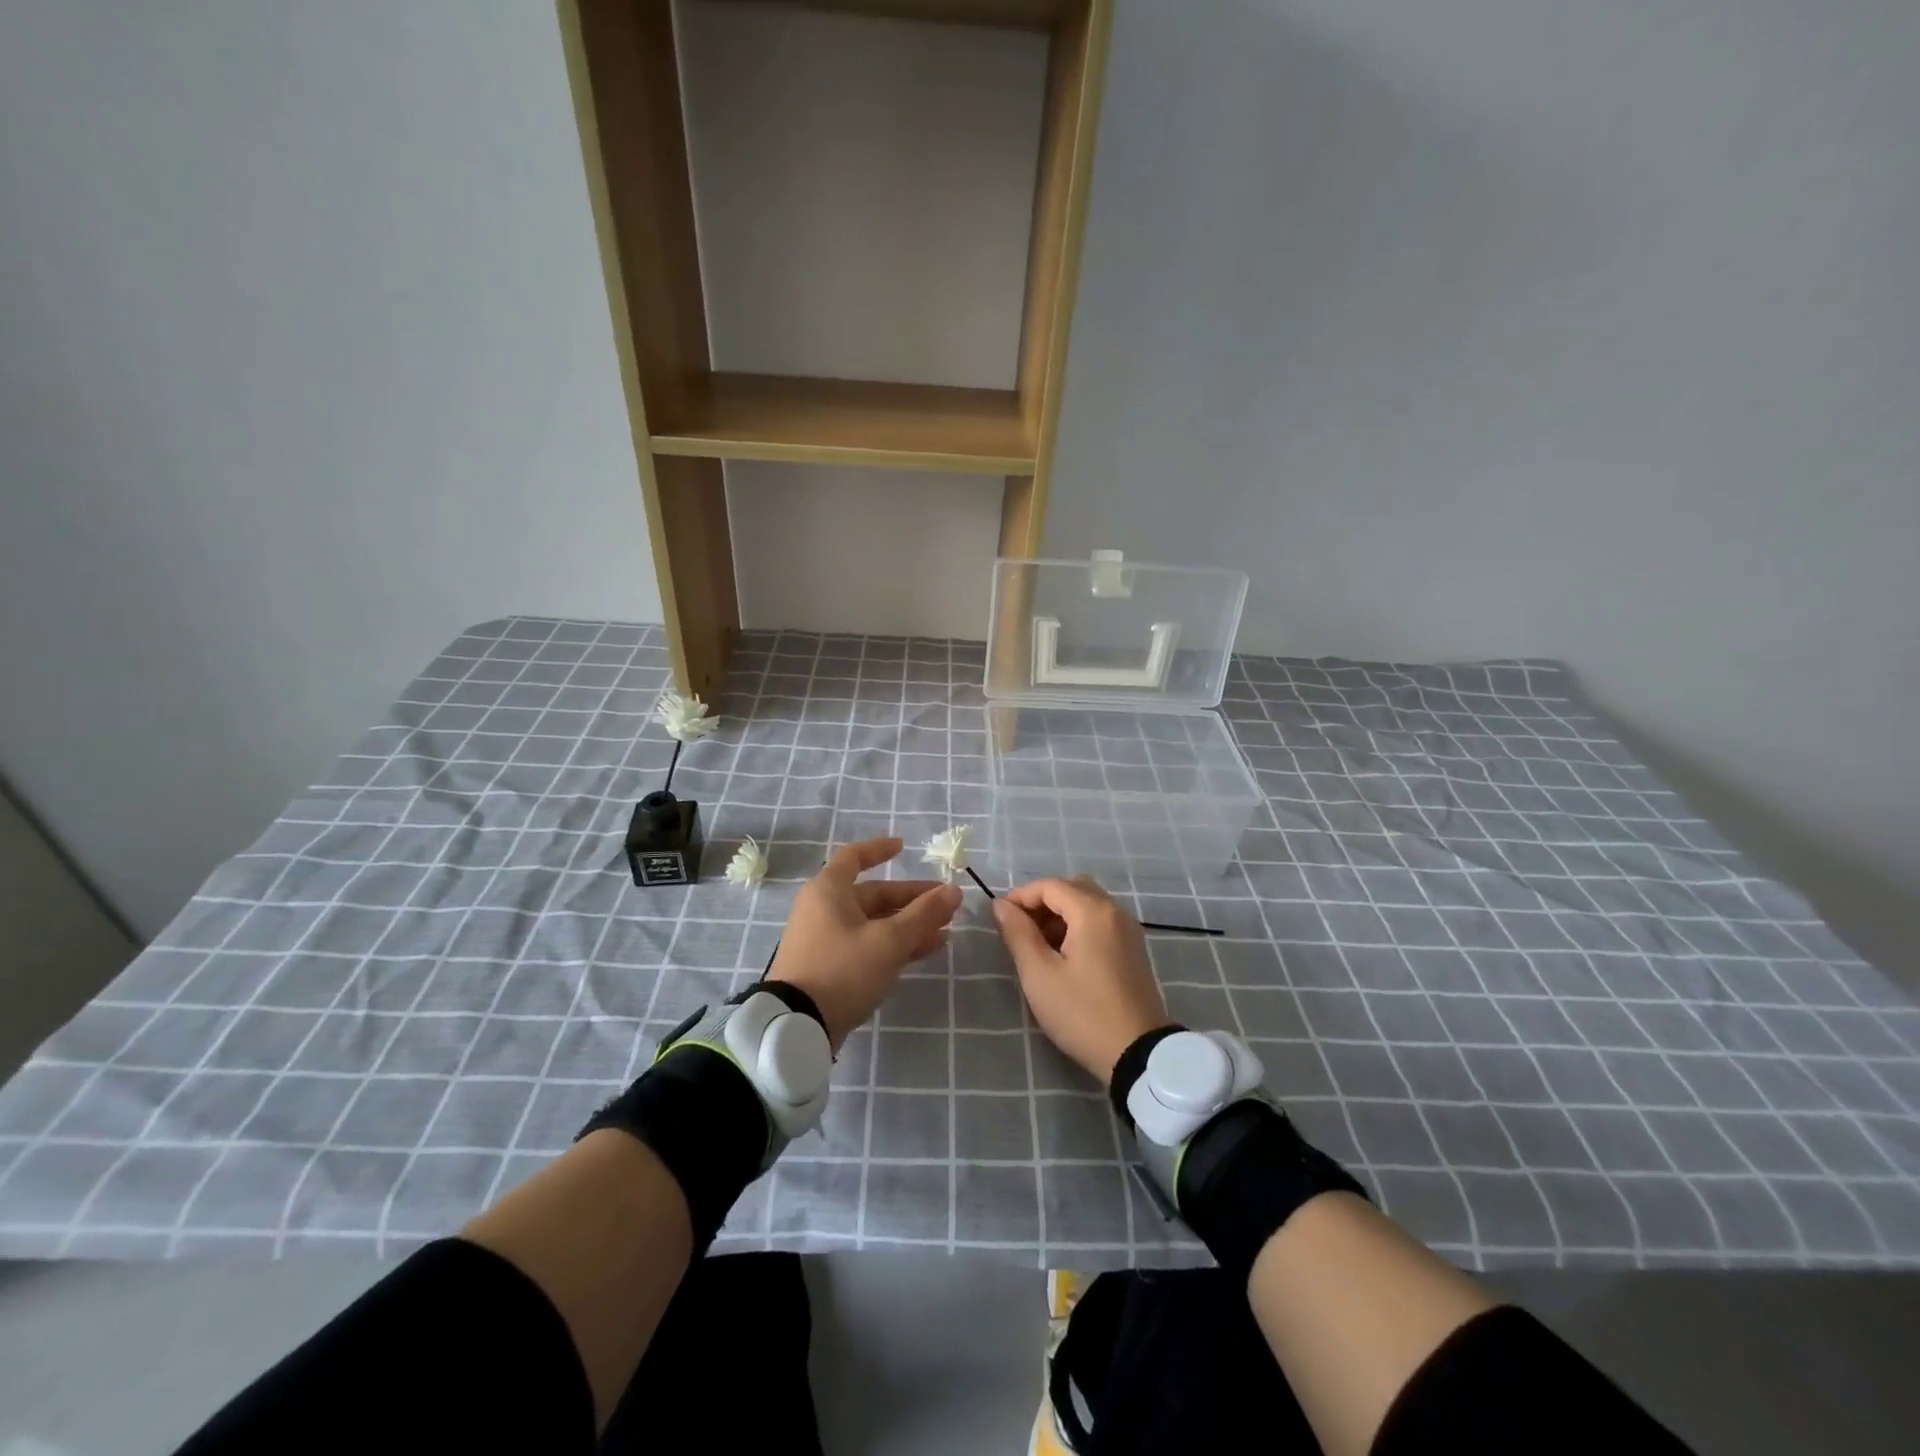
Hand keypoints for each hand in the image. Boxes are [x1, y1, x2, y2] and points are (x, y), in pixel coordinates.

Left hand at [768, 837, 961, 1050]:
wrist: (797, 1026)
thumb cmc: (843, 969)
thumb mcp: (889, 941)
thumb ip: (924, 914)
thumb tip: (954, 890)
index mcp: (829, 890)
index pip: (856, 857)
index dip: (880, 849)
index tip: (904, 847)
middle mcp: (823, 908)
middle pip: (873, 895)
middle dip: (911, 900)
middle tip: (946, 906)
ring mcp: (824, 939)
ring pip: (873, 923)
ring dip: (908, 925)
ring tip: (944, 932)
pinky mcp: (828, 966)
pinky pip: (866, 944)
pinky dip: (892, 945)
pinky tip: (923, 953)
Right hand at [992, 876, 1170, 1087]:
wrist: (1139, 1054)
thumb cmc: (1082, 1013)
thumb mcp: (1040, 975)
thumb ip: (1018, 933)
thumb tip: (1001, 906)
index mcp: (1093, 912)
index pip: (1050, 886)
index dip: (1020, 896)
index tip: (999, 918)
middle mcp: (1115, 911)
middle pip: (1072, 888)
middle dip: (1041, 902)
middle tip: (1018, 928)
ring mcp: (1128, 930)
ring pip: (1087, 904)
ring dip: (1059, 914)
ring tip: (1036, 944)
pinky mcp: (1133, 949)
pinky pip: (1100, 921)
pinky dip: (1077, 925)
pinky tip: (1062, 955)